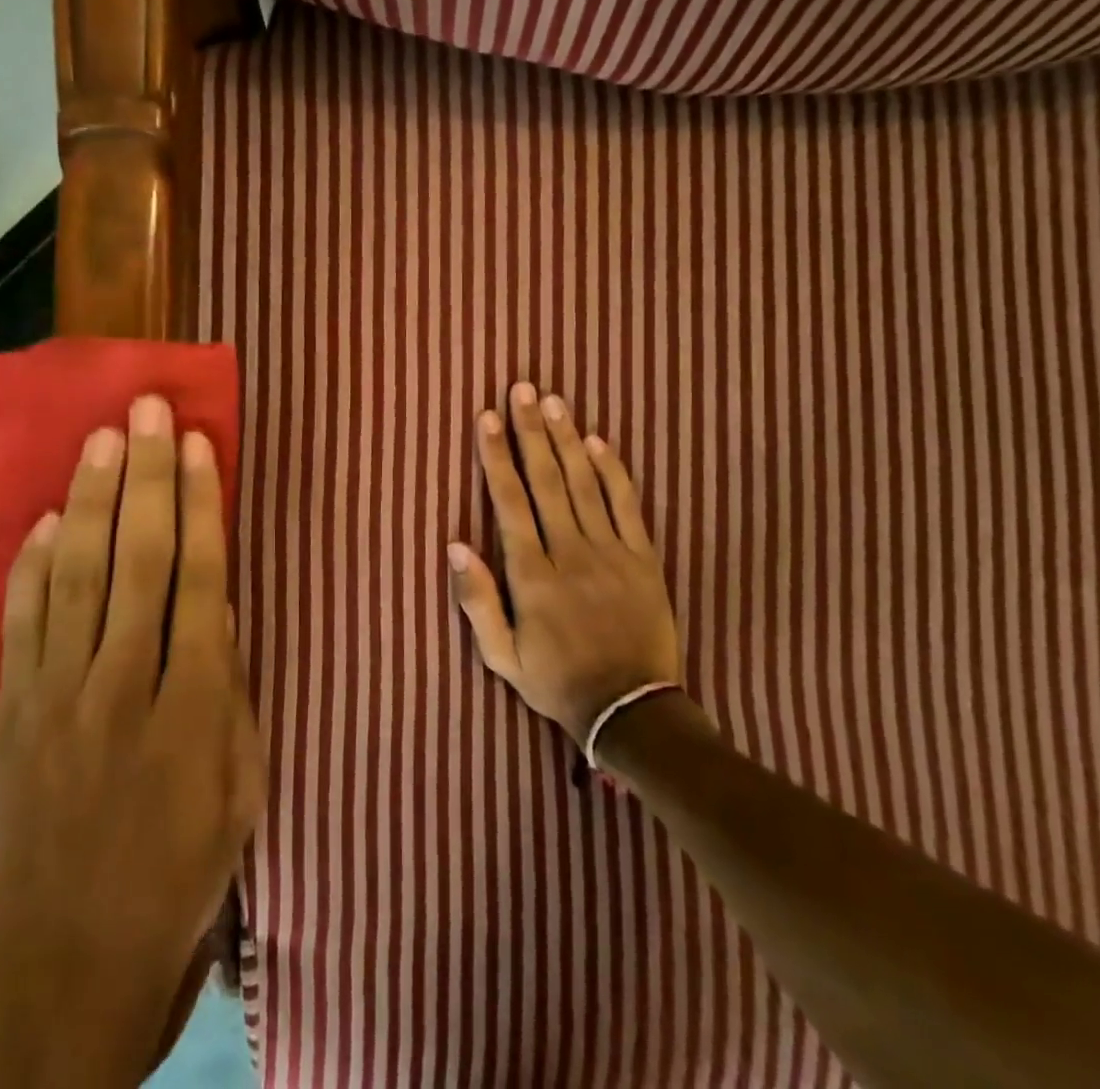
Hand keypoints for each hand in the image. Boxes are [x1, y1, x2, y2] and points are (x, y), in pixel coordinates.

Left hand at [0, 395, 264, 1088]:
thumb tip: (221, 603)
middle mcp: (122, 686)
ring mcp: (58, 697)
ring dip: (93, 501)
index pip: (200, 578)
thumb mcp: (241, 785)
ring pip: (78, 576)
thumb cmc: (182, 871)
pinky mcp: (13, 715)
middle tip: (148, 411)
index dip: (201, 505)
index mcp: (192, 706)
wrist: (73, 965)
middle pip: (138, 560)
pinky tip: (51, 518)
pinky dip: (34, 565)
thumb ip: (231, 688)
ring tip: (104, 439)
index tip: (200, 445)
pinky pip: (22, 623)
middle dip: (148, 477)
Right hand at [447, 383, 681, 746]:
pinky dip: (613, 471)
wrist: (632, 711)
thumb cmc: (557, 681)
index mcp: (532, 575)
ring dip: (567, 439)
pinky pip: (627, 506)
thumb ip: (476, 600)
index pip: (510, 502)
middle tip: (521, 389)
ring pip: (585, 484)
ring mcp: (611, 553)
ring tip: (553, 401)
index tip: (488, 417)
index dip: (497, 457)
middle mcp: (570, 553)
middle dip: (530, 431)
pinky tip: (599, 441)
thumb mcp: (502, 657)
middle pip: (547, 480)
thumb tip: (455, 544)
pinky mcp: (643, 559)